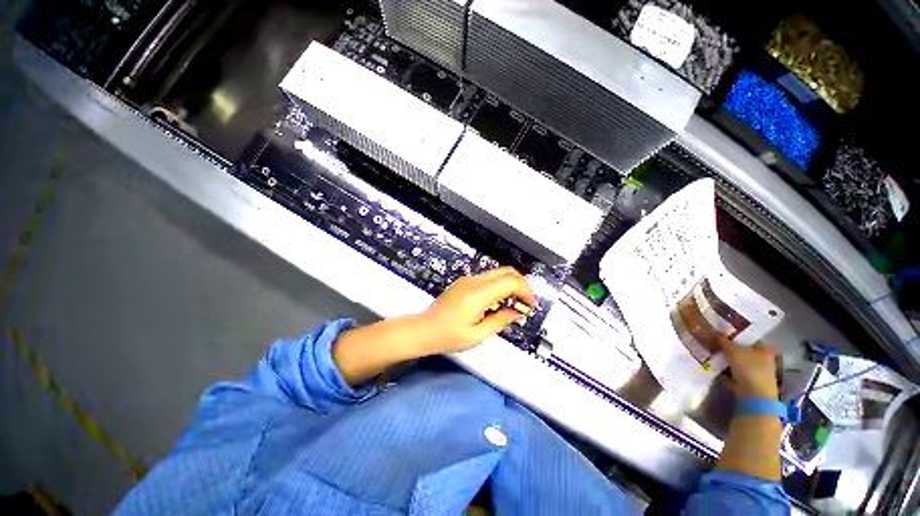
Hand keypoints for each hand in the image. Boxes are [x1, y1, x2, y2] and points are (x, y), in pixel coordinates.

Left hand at [420, 267, 536, 353]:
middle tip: (525, 303)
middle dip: (521, 284)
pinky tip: (497, 303)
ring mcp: (468, 280)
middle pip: (506, 271)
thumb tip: (518, 312)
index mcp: (478, 294)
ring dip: (510, 285)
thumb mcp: (478, 335)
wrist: (423, 329)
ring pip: (497, 273)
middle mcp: (474, 281)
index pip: (510, 281)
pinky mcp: (464, 282)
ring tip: (513, 305)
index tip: (530, 306)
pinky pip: (488, 279)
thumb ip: (501, 321)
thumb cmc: (448, 336)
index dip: (525, 291)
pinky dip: (499, 286)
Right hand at [717, 336, 779, 399]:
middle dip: (728, 348)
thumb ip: (723, 340)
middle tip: (713, 344)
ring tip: (710, 354)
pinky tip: (714, 367)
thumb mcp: (733, 350)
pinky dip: (725, 371)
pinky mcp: (749, 383)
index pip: (748, 338)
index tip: (720, 333)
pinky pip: (734, 373)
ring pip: (737, 362)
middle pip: (743, 350)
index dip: (735, 335)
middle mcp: (764, 359)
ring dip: (725, 360)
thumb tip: (714, 333)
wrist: (754, 396)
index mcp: (765, 349)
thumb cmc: (749, 368)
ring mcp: (757, 372)